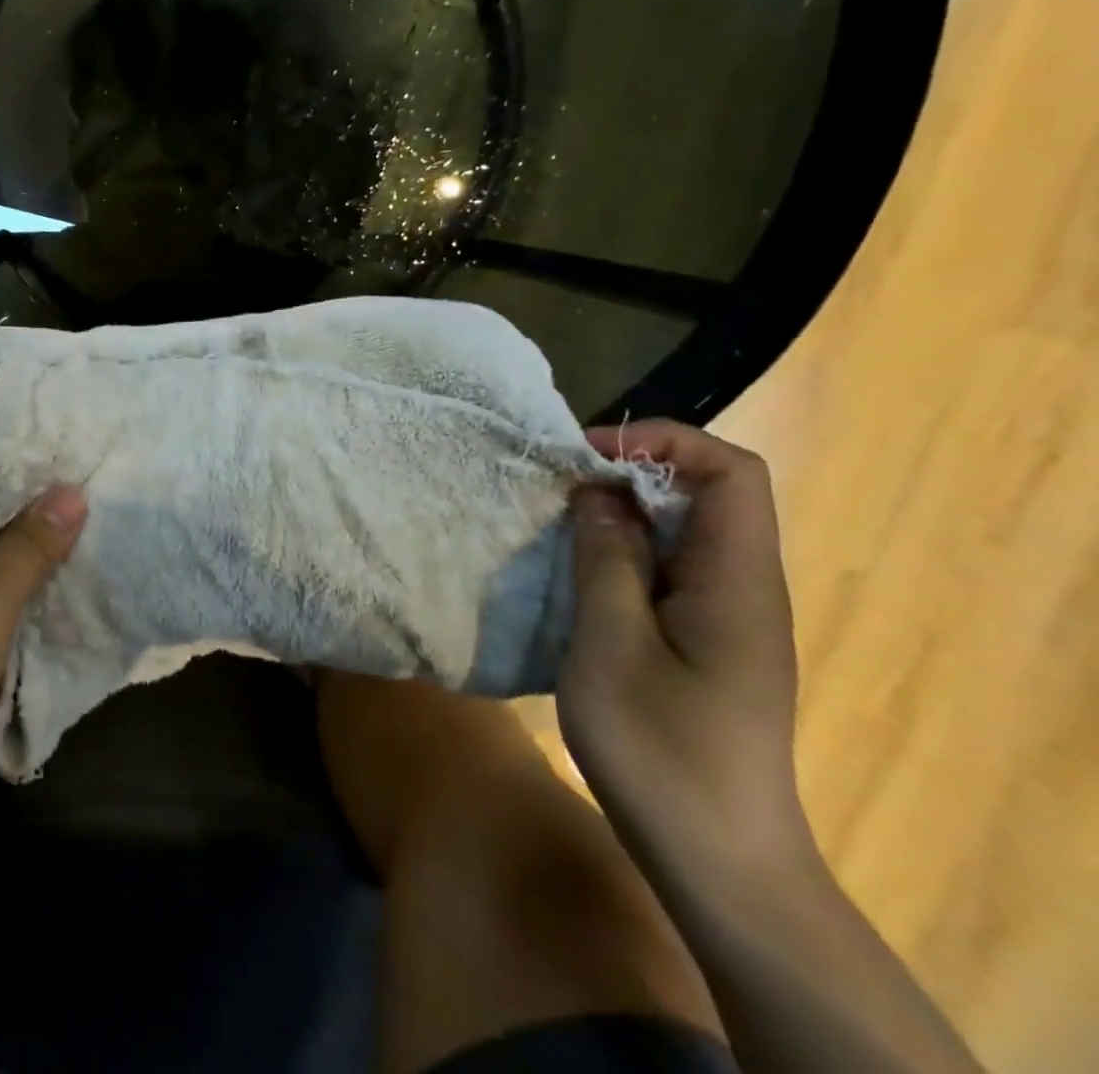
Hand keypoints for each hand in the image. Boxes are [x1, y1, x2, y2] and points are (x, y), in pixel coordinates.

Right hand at [558, 420, 810, 877]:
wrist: (720, 861)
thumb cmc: (662, 751)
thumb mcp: (613, 646)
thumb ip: (607, 559)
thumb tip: (598, 492)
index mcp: (737, 581)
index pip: (730, 472)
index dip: (663, 441)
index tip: (588, 455)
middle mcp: (744, 587)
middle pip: (706, 494)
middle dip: (630, 473)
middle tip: (558, 488)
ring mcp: (727, 617)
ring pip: (682, 532)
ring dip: (621, 514)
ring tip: (558, 524)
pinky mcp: (706, 642)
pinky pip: (669, 570)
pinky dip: (623, 553)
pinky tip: (578, 575)